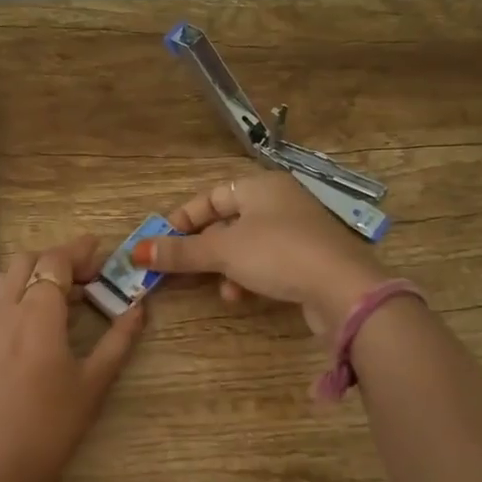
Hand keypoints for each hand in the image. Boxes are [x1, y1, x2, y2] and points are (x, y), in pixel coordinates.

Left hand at [0, 236, 145, 481]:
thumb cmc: (51, 427)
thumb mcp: (93, 383)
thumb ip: (118, 340)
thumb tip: (139, 308)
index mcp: (37, 314)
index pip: (54, 261)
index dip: (78, 251)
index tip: (100, 250)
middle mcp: (6, 309)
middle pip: (27, 261)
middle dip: (57, 259)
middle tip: (87, 275)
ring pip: (5, 276)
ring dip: (32, 272)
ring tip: (60, 294)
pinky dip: (15, 290)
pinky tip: (34, 317)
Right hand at [132, 172, 386, 338]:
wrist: (344, 289)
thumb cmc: (279, 254)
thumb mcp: (223, 251)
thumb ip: (180, 252)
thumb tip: (137, 251)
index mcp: (261, 186)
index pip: (211, 197)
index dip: (183, 219)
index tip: (161, 242)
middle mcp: (280, 202)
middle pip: (227, 222)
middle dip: (204, 249)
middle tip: (182, 269)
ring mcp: (298, 231)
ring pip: (246, 246)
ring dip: (225, 268)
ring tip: (221, 290)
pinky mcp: (309, 259)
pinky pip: (267, 262)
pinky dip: (249, 276)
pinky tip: (242, 295)